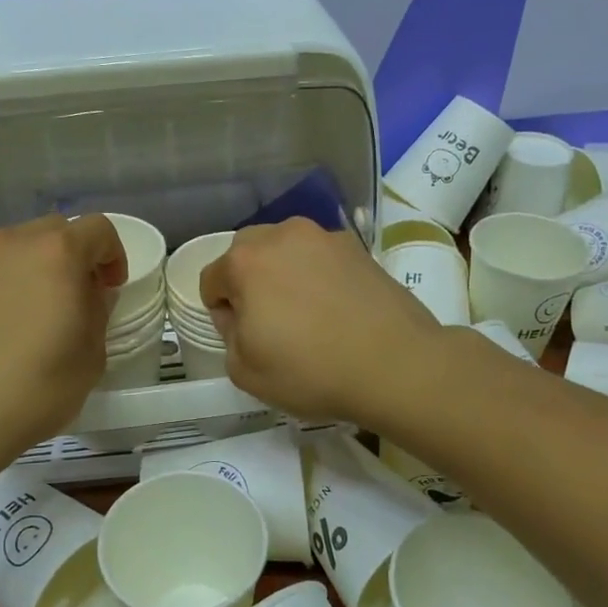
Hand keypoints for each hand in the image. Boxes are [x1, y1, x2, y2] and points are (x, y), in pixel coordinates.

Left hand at [0, 215, 125, 464]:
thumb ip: (96, 312)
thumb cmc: (33, 391)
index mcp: (56, 253)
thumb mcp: (90, 358)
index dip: (113, 255)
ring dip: (28, 269)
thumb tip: (89, 293)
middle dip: (70, 257)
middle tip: (71, 299)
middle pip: (52, 231)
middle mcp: (9, 242)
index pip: (98, 229)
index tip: (110, 288)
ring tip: (24, 314)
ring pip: (11, 249)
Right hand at [198, 218, 444, 423]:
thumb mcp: (245, 371)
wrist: (396, 364)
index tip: (244, 338)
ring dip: (284, 273)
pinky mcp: (358, 247)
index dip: (221, 312)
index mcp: (245, 262)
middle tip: (271, 322)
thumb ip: (229, 336)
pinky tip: (337, 308)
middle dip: (249, 282)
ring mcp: (324, 237)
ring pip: (286, 249)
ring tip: (307, 313)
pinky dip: (319, 274)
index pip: (211, 279)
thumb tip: (241, 316)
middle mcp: (281, 235)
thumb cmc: (311, 371)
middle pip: (247, 253)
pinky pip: (321, 256)